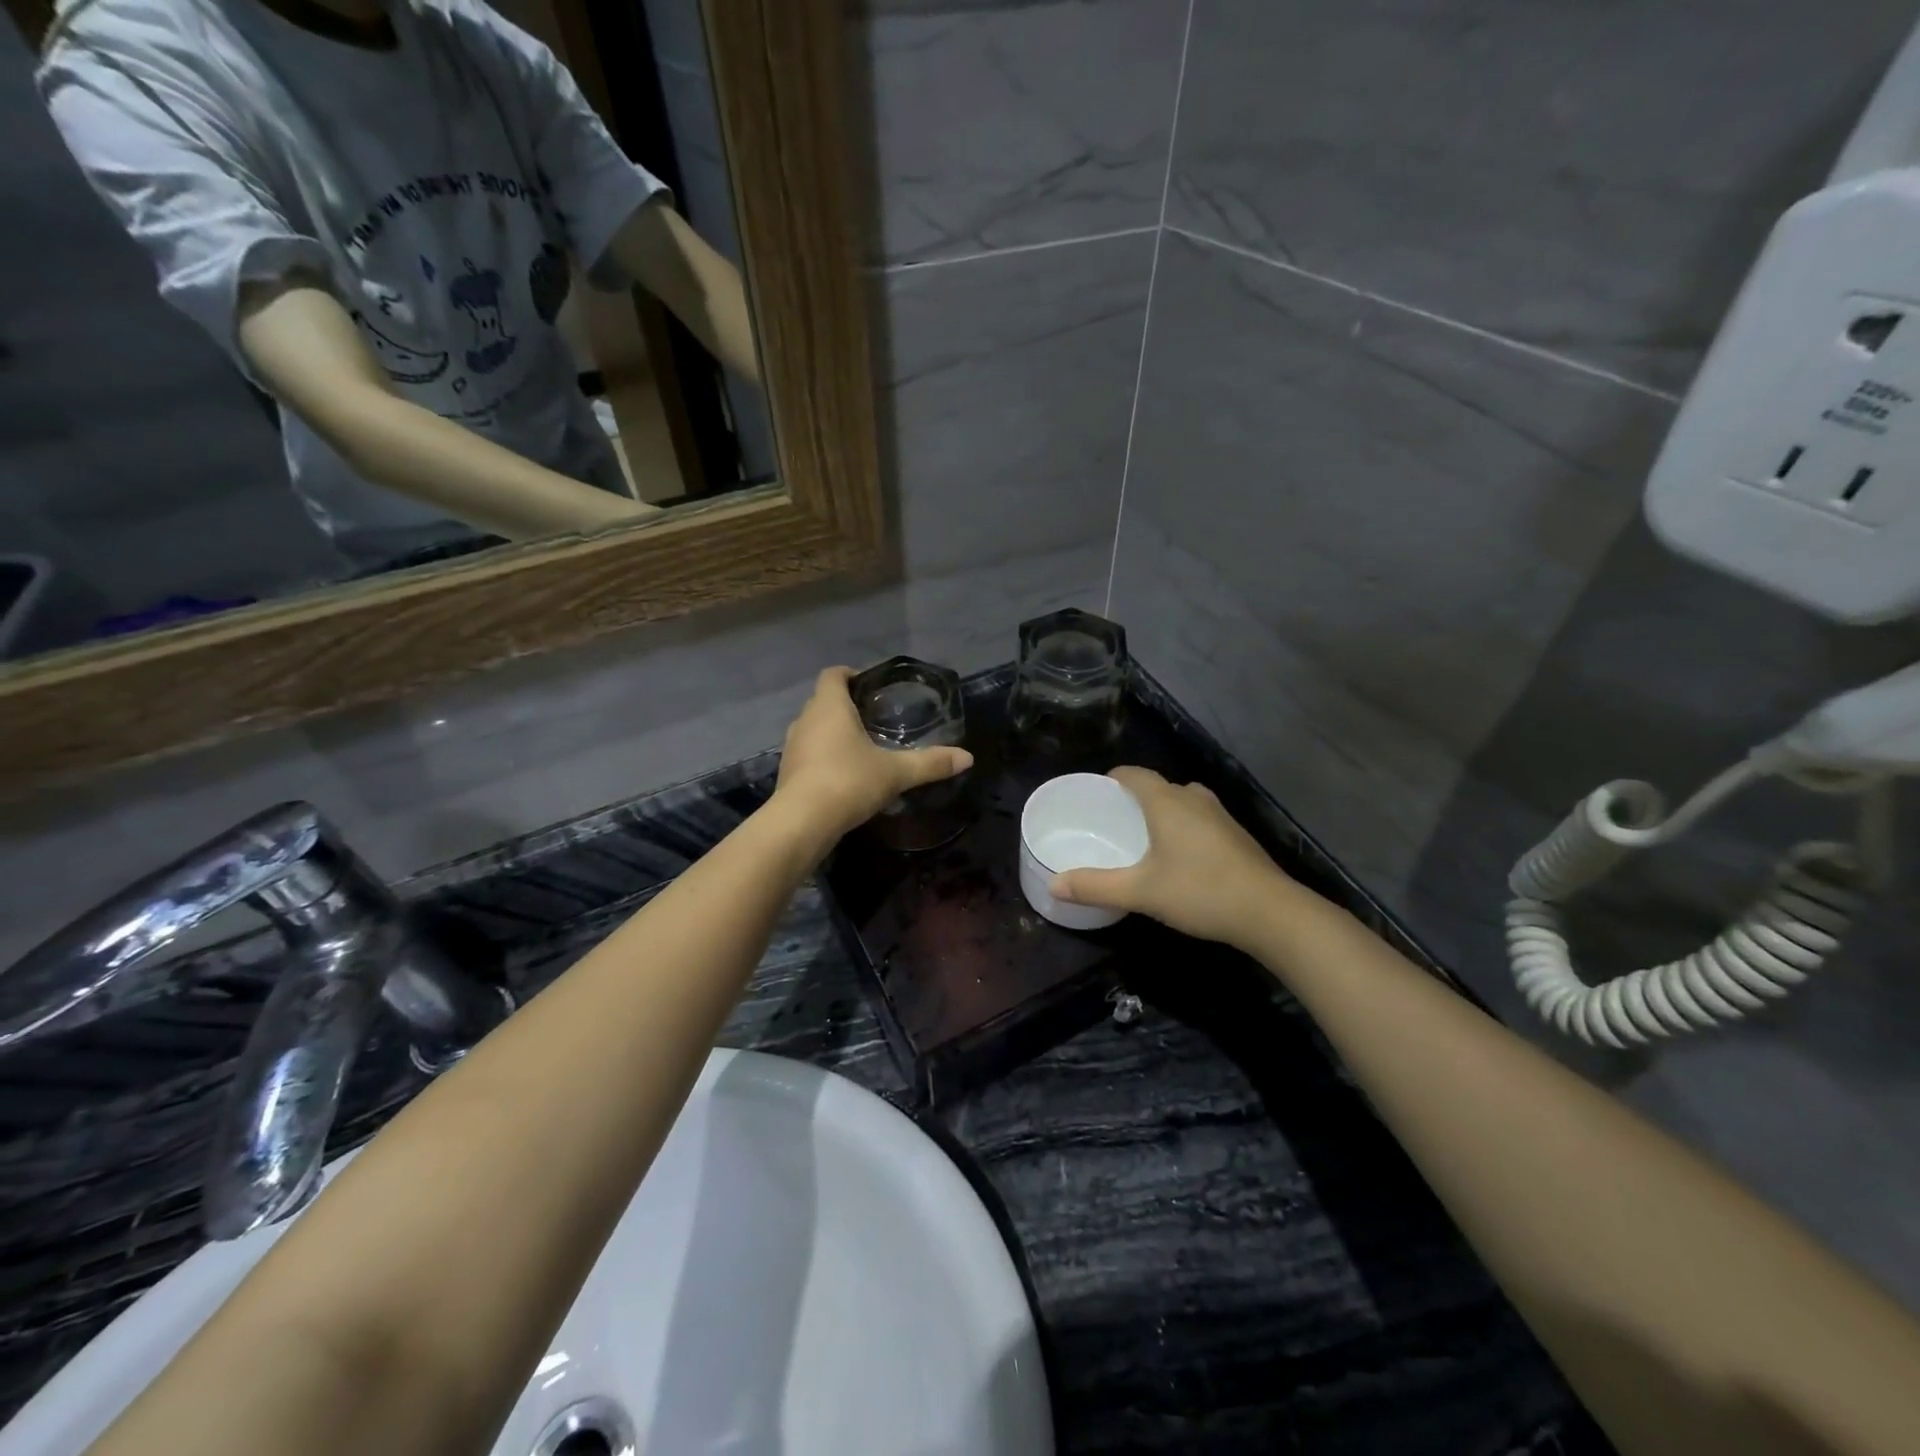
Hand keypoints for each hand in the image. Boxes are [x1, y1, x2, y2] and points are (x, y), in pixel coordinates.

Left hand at [771, 667, 972, 842]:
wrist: (802, 822)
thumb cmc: (848, 782)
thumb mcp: (895, 773)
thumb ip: (930, 763)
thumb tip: (967, 758)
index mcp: (830, 707)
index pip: (833, 675)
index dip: (850, 674)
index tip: (870, 684)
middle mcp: (805, 720)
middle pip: (823, 701)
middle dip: (846, 705)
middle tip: (874, 717)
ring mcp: (792, 746)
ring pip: (813, 728)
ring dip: (832, 732)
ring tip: (861, 745)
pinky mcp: (787, 772)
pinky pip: (808, 753)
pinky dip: (823, 755)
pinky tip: (844, 773)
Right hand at [1051, 767, 1303, 948]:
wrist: (1271, 913)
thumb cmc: (1200, 892)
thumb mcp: (1140, 892)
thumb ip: (1095, 886)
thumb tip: (1053, 884)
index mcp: (1167, 800)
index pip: (1132, 773)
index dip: (1110, 780)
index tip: (1093, 798)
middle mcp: (1193, 798)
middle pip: (1156, 786)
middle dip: (1132, 800)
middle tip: (1111, 824)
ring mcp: (1219, 815)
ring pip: (1180, 802)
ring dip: (1160, 813)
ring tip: (1141, 839)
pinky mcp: (1235, 835)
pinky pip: (1198, 819)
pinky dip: (1181, 827)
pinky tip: (1177, 857)